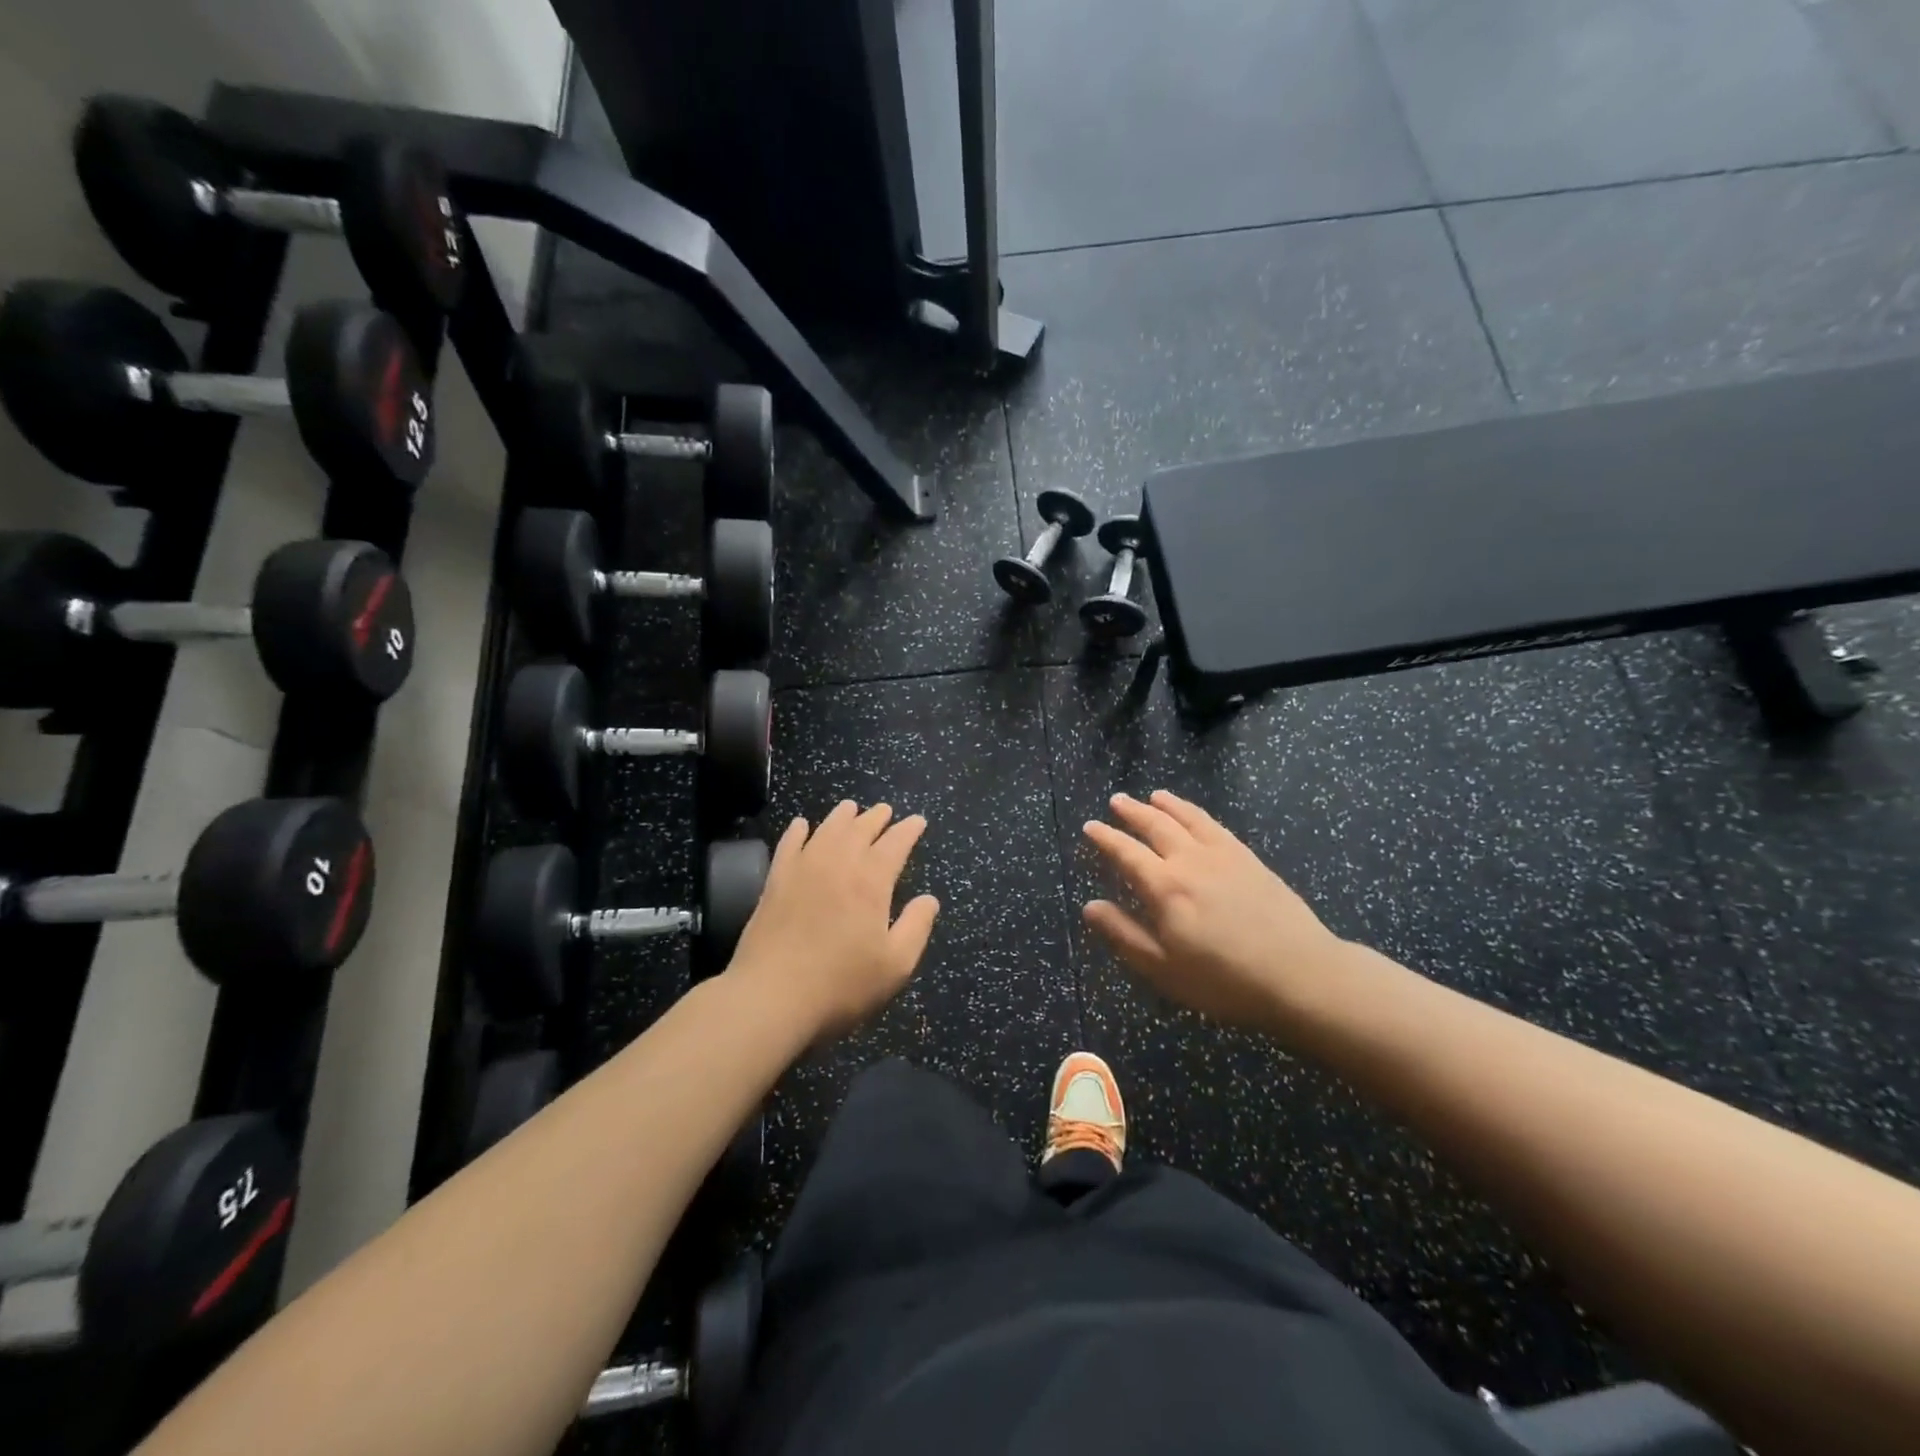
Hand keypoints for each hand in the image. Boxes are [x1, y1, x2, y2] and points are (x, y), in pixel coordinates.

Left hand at [726, 801, 939, 1039]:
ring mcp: (803, 869)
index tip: (918, 821)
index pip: (895, 843)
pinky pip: (789, 844)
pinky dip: (798, 831)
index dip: (908, 830)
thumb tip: (929, 899)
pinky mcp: (775, 881)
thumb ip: (916, 927)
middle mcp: (838, 863)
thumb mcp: (895, 964)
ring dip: (842, 816)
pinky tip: (802, 825)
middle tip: (886, 810)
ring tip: (851, 808)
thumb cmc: (841, 984)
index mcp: (871, 881)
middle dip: (877, 817)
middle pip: (860, 829)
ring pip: (826, 829)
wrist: (771, 996)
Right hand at [1082, 790, 1344, 1030]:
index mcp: (1164, 888)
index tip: (1090, 826)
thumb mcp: (1163, 968)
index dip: (1106, 838)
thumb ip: (1124, 934)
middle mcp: (1190, 861)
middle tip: (1116, 800)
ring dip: (1166, 805)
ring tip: (1153, 796)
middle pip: (1156, 826)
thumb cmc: (1224, 980)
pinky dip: (1198, 814)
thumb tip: (1090, 906)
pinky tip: (1195, 815)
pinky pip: (1216, 826)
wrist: (1300, 975)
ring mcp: (1223, 856)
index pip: (1126, 853)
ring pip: (1187, 819)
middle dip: (1133, 812)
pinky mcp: (1250, 859)